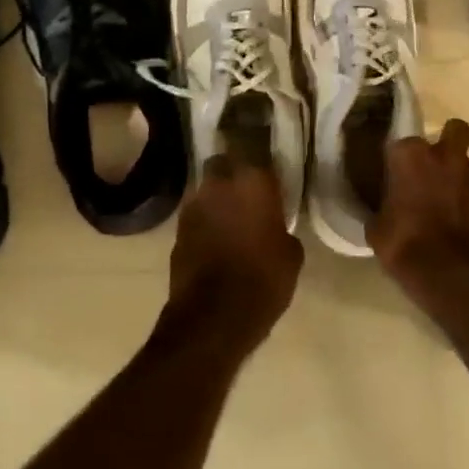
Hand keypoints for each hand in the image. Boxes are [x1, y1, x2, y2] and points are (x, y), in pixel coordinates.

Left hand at [165, 156, 303, 351]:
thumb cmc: (264, 279)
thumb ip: (282, 230)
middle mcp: (219, 184)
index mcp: (252, 181)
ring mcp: (193, 205)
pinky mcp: (177, 229)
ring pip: (206, 190)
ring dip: (216, 199)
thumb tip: (274, 229)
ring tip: (230, 220)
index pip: (256, 152)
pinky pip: (195, 216)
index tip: (269, 179)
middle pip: (222, 163)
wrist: (214, 316)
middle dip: (232, 174)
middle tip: (246, 194)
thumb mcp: (291, 255)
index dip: (262, 165)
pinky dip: (204, 223)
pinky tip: (215, 241)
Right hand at [368, 119, 468, 303]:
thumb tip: (384, 208)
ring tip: (453, 202)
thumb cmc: (404, 247)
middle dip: (448, 141)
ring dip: (463, 179)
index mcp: (410, 156)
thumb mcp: (377, 229)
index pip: (401, 144)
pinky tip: (468, 224)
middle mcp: (446, 157)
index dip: (399, 160)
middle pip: (455, 130)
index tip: (394, 175)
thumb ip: (382, 208)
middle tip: (436, 166)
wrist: (454, 279)